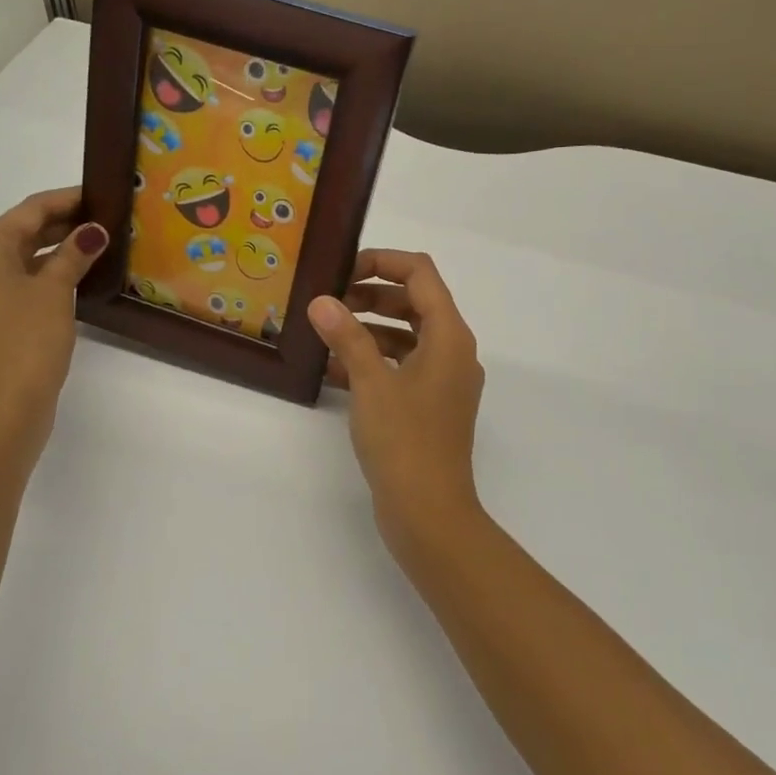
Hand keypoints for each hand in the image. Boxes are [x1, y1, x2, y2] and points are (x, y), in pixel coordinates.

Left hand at [0, 187, 107, 458]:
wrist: (3, 408)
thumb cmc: (26, 340)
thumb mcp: (54, 291)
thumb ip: (74, 255)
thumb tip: (93, 230)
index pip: (29, 210)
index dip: (66, 199)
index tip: (101, 194)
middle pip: (23, 233)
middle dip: (63, 224)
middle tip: (106, 219)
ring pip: (24, 261)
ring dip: (58, 251)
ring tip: (98, 246)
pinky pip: (22, 286)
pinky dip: (48, 277)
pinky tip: (77, 281)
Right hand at [308, 250, 485, 554]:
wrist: (429, 512)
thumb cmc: (405, 441)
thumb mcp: (371, 383)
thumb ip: (347, 337)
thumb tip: (322, 302)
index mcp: (449, 336)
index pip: (420, 274)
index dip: (382, 262)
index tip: (342, 271)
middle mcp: (453, 352)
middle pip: (414, 303)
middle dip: (371, 296)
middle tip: (328, 303)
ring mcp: (444, 381)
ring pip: (406, 336)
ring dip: (368, 329)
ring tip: (325, 334)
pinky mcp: (430, 406)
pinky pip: (402, 368)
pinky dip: (373, 361)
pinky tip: (334, 371)